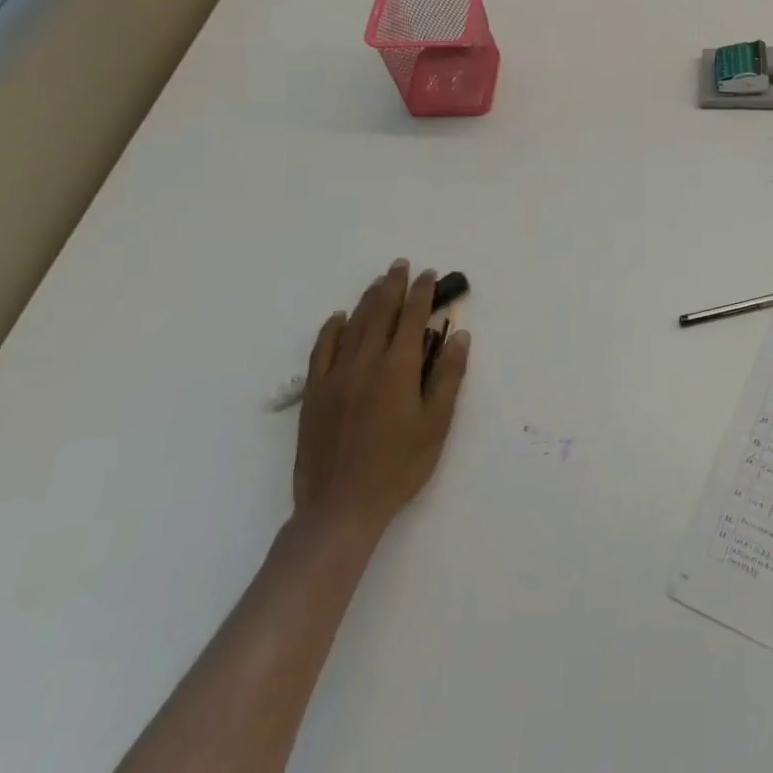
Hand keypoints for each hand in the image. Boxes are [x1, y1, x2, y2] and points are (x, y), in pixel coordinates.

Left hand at [293, 261, 469, 546]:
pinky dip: (331, 328)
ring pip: (352, 325)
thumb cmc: (399, 466)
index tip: (429, 274)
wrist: (340, 507)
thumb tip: (458, 334)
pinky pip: (321, 350)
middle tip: (401, 265)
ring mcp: (335, 376)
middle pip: (379, 312)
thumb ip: (447, 375)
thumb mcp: (436, 423)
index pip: (411, 317)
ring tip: (378, 282)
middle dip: (392, 286)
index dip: (421, 292)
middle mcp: (364, 362)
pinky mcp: (314, 394)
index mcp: (398, 367)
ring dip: (367, 300)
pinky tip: (338, 317)